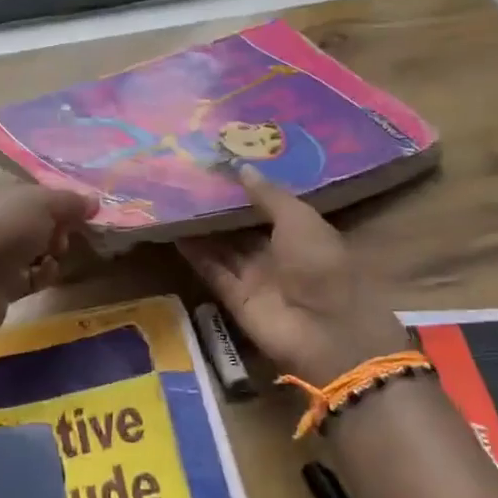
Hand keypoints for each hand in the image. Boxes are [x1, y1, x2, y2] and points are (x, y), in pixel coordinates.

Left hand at [0, 182, 98, 346]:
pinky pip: (28, 278)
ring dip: (52, 253)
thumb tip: (92, 201)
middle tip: (68, 234)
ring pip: (33, 250)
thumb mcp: (42, 203)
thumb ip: (69, 201)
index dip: (58, 198)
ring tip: (57, 255)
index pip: (33, 190)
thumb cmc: (1, 229)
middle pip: (35, 221)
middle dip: (58, 227)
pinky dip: (41, 277)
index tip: (82, 210)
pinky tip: (45, 276)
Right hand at [179, 167, 407, 383]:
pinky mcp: (234, 296)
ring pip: (221, 246)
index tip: (218, 167)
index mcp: (298, 234)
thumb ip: (269, 195)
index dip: (244, 190)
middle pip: (240, 227)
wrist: (324, 330)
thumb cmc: (320, 264)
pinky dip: (193, 252)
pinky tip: (173, 229)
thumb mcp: (299, 220)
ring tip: (174, 198)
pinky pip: (210, 269)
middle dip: (218, 207)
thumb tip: (240, 167)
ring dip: (201, 227)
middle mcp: (274, 254)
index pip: (266, 208)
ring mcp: (253, 276)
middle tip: (188, 178)